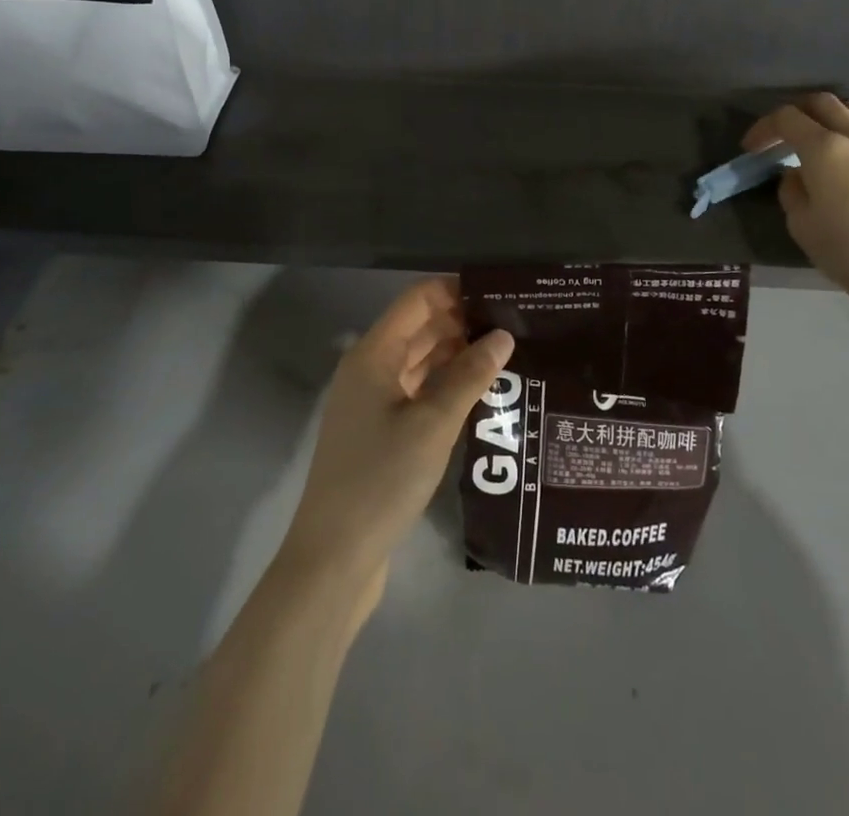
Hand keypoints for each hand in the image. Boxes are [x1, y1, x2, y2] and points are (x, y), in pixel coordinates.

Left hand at [278, 279, 513, 613]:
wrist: (333, 557)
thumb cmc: (381, 478)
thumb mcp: (433, 424)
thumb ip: (470, 375)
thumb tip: (503, 335)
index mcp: (374, 354)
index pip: (418, 299)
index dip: (456, 290)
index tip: (500, 294)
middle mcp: (370, 368)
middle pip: (420, 327)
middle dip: (463, 323)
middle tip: (515, 326)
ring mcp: (372, 401)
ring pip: (420, 361)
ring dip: (458, 355)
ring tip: (507, 356)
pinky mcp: (379, 431)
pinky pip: (417, 391)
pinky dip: (446, 386)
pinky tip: (480, 393)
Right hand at [744, 93, 848, 308]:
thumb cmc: (848, 253)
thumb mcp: (801, 225)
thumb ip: (792, 191)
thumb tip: (798, 175)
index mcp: (824, 150)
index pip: (787, 119)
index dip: (764, 128)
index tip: (753, 148)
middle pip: (824, 104)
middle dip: (798, 113)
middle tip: (786, 136)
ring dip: (838, 116)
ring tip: (829, 136)